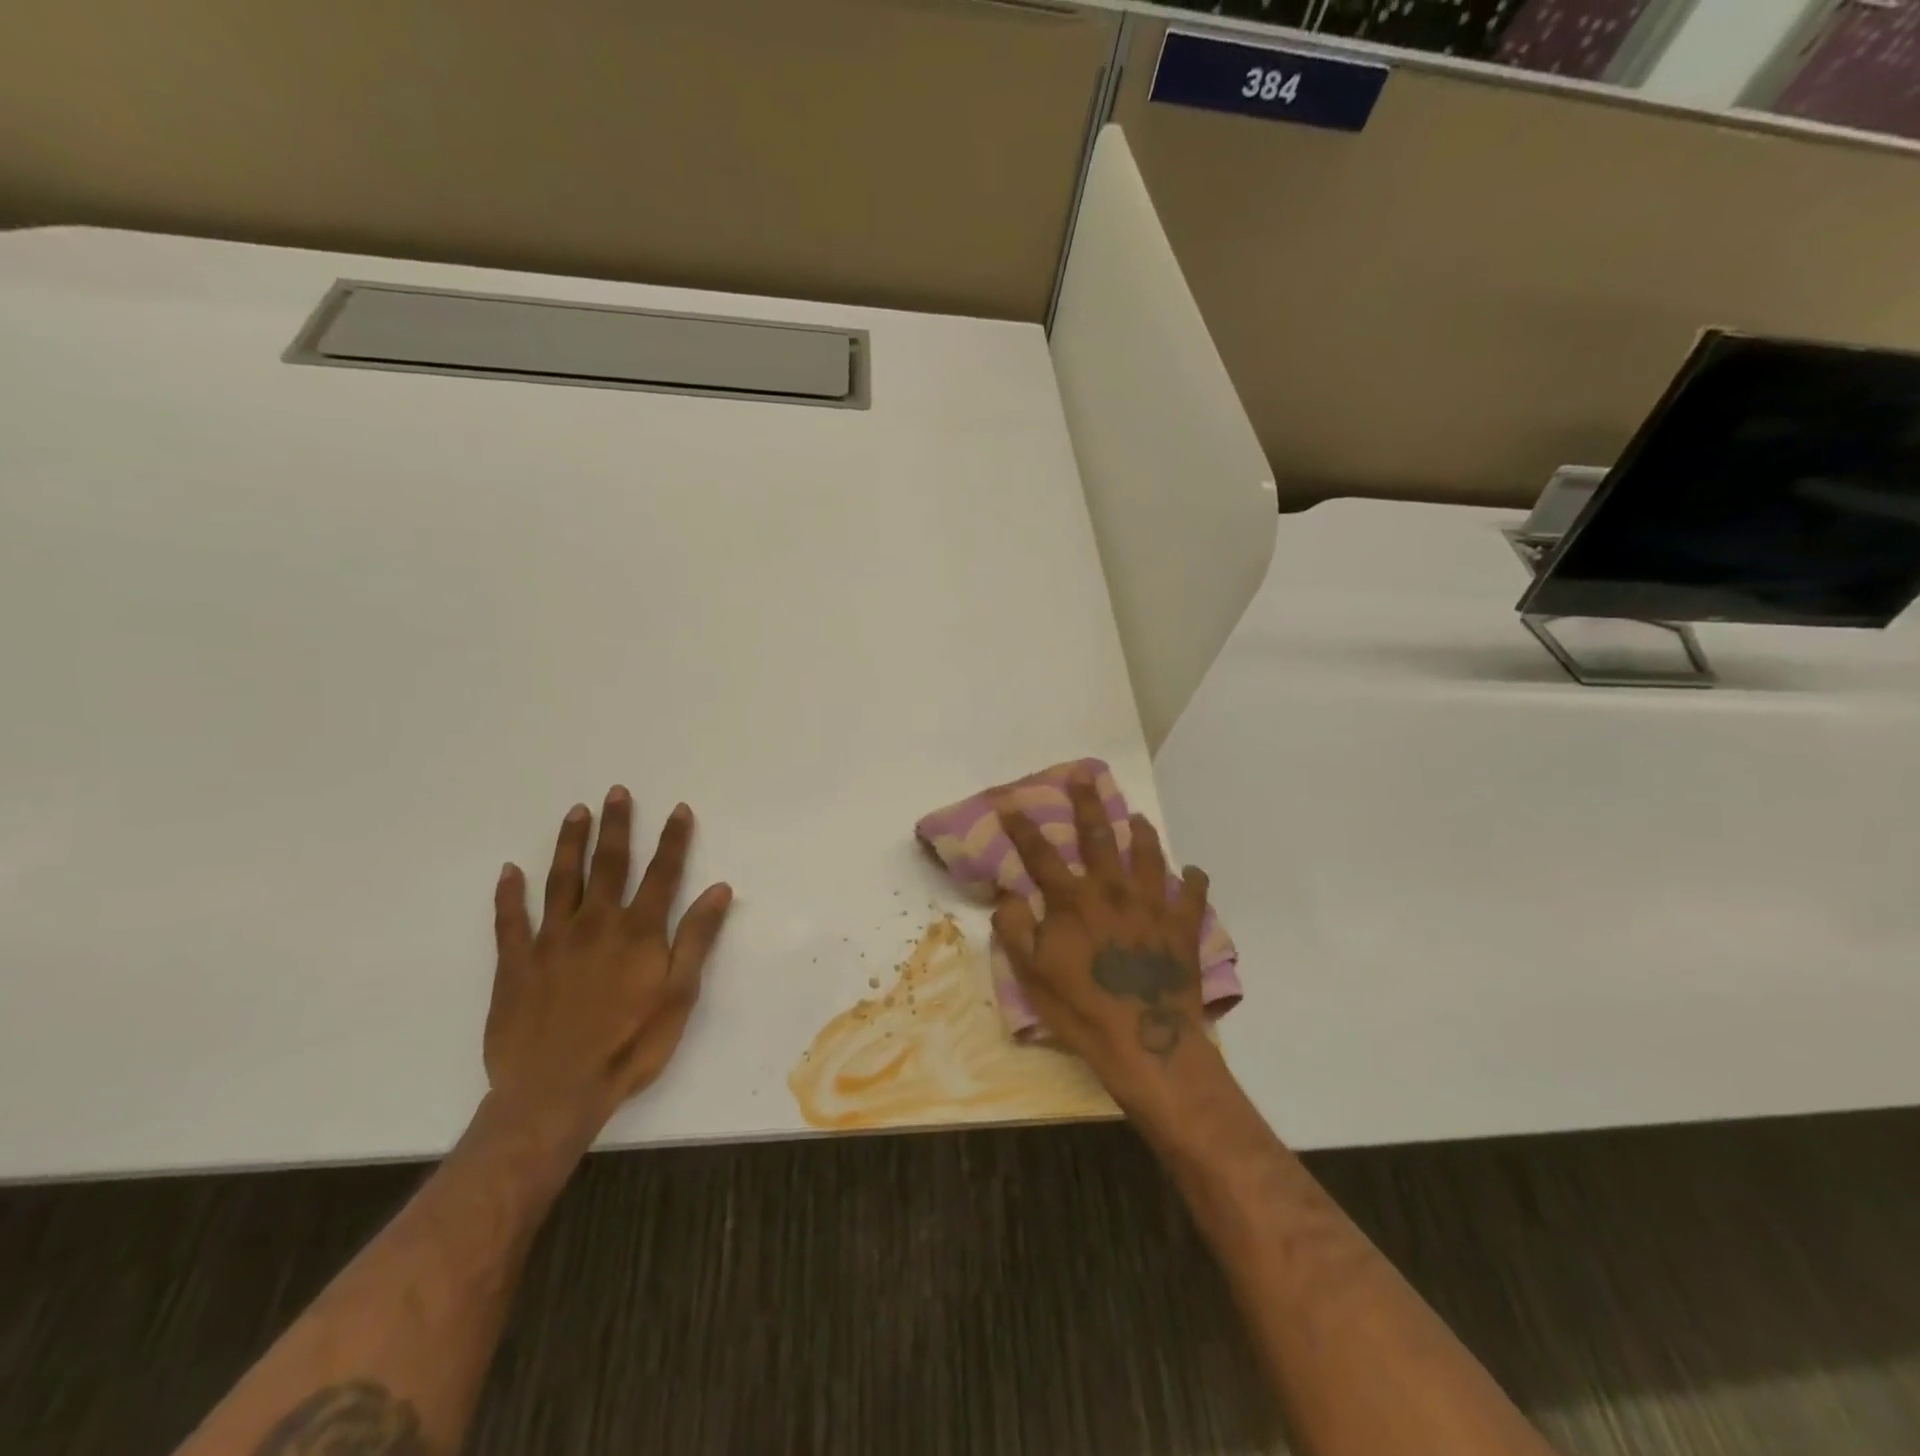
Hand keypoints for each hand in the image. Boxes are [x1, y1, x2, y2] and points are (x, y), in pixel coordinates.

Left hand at [484, 786, 732, 1147]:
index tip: (678, 809)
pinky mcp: (515, 964)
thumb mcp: (679, 996)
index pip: (662, 873)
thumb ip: (697, 939)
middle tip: (616, 792)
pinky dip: (508, 894)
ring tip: (576, 812)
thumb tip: (719, 889)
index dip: (673, 839)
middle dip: (616, 826)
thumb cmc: (630, 1046)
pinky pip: (510, 920)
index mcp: (639, 932)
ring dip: (569, 843)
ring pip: (561, 880)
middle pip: (608, 864)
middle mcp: (596, 923)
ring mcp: (551, 941)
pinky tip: (508, 871)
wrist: (554, 1093)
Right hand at [993, 772, 1214, 1109]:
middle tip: (1085, 776)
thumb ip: (1015, 928)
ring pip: (1147, 855)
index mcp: (1073, 900)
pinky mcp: (1182, 927)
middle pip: (1098, 837)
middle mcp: (1112, 890)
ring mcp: (1152, 905)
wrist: (1145, 1041)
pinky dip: (1191, 879)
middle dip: (1088, 804)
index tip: (1011, 802)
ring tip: (1138, 816)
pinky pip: (1191, 894)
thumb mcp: (1031, 973)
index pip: (1041, 853)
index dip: (1023, 827)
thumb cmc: (1081, 1008)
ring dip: (1141, 832)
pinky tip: (1190, 872)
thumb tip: (1009, 894)